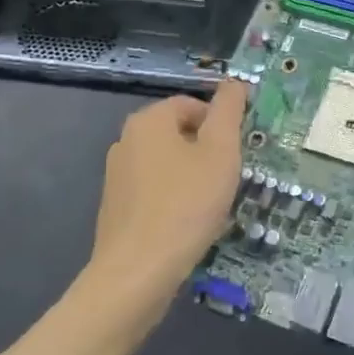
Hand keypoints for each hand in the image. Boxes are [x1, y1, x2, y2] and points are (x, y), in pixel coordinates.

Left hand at [79, 80, 245, 333]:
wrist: (138, 272)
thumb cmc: (186, 205)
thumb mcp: (220, 152)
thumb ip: (228, 111)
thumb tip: (233, 82)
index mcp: (148, 121)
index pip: (192, 105)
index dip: (221, 125)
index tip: (238, 154)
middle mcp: (125, 141)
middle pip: (179, 134)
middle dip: (207, 153)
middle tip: (228, 180)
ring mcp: (116, 176)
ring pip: (167, 165)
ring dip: (192, 178)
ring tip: (211, 206)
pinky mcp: (115, 208)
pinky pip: (154, 193)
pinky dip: (174, 201)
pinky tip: (188, 226)